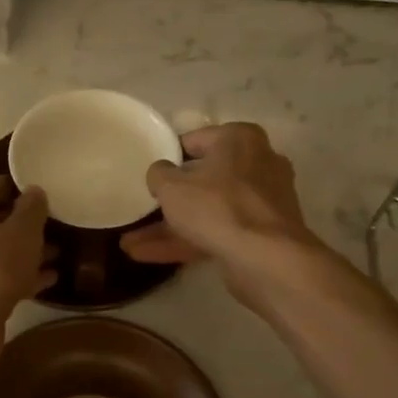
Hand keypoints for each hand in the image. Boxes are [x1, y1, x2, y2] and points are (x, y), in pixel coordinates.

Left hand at [0, 176, 55, 321]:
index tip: (44, 194)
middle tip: (54, 225)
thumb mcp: (22, 230)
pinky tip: (48, 279)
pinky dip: (18, 276)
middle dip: (23, 224)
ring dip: (24, 253)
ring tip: (57, 254)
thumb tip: (34, 192)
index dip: (18, 188)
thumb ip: (32, 207)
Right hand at [121, 123, 326, 306]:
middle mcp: (258, 164)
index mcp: (240, 139)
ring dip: (170, 228)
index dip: (169, 157)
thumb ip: (159, 174)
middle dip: (169, 200)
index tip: (150, 174)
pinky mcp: (261, 234)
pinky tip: (148, 255)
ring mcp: (262, 202)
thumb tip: (160, 172)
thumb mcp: (172, 186)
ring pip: (208, 210)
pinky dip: (187, 242)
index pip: (196, 140)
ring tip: (130, 243)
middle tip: (142, 209)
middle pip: (204, 180)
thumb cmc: (217, 206)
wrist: (266, 257)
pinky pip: (217, 231)